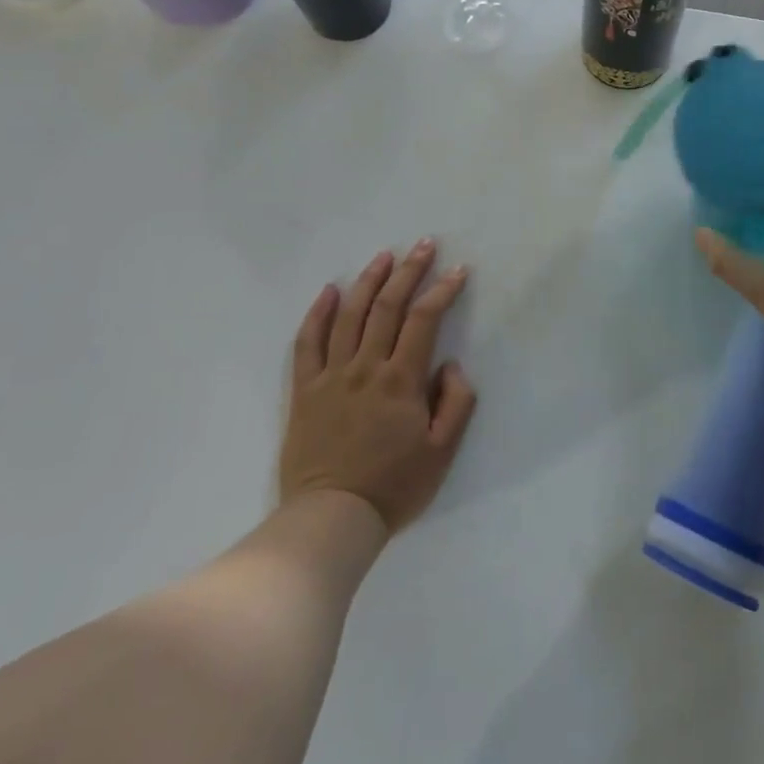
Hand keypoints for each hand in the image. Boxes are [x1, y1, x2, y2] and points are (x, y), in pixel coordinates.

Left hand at [279, 240, 477, 532]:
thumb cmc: (393, 487)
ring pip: (349, 316)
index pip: (424, 320)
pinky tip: (329, 291)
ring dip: (368, 281)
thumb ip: (456, 402)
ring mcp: (331, 376)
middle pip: (388, 307)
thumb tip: (450, 365)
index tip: (458, 270)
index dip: (443, 290)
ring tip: (384, 257)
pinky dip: (318, 313)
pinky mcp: (304, 390)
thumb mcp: (442, 452)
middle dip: (409, 271)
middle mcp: (366, 367)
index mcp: (401, 380)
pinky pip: (307, 343)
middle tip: (423, 245)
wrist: (331, 518)